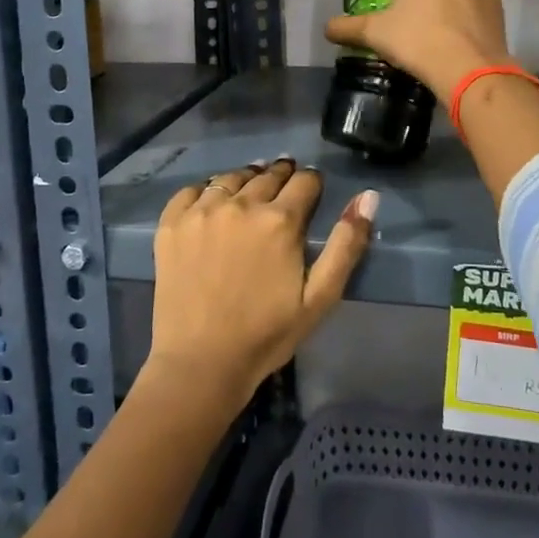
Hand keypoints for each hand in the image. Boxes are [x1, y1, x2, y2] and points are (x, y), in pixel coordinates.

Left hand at [149, 160, 375, 408]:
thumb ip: (347, 244)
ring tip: (250, 191)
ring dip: (246, 179)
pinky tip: (211, 205)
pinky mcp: (171, 224)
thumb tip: (367, 197)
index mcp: (280, 220)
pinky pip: (191, 191)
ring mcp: (201, 212)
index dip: (313, 183)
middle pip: (268, 174)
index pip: (305, 181)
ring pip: (230, 178)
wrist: (201, 363)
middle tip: (284, 188)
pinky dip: (205, 192)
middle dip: (281, 176)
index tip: (312, 191)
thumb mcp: (320, 297)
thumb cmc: (267, 334)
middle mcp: (240, 204)